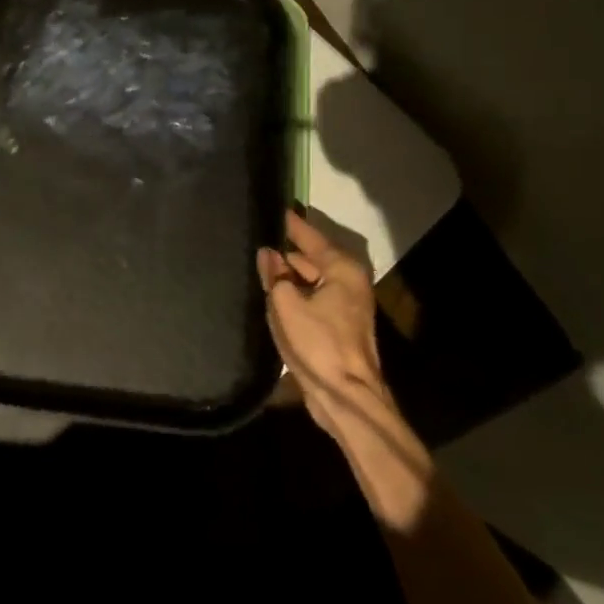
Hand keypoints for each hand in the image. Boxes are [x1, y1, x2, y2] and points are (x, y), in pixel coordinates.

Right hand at [258, 211, 433, 528]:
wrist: (345, 396)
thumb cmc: (318, 344)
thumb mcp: (286, 304)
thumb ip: (274, 275)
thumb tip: (267, 253)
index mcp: (342, 269)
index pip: (310, 236)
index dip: (290, 223)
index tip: (272, 206)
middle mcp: (348, 282)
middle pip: (312, 257)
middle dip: (286, 249)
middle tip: (255, 236)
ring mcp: (345, 305)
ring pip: (310, 279)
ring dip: (287, 273)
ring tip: (256, 261)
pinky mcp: (337, 326)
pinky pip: (310, 298)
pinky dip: (293, 293)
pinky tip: (269, 292)